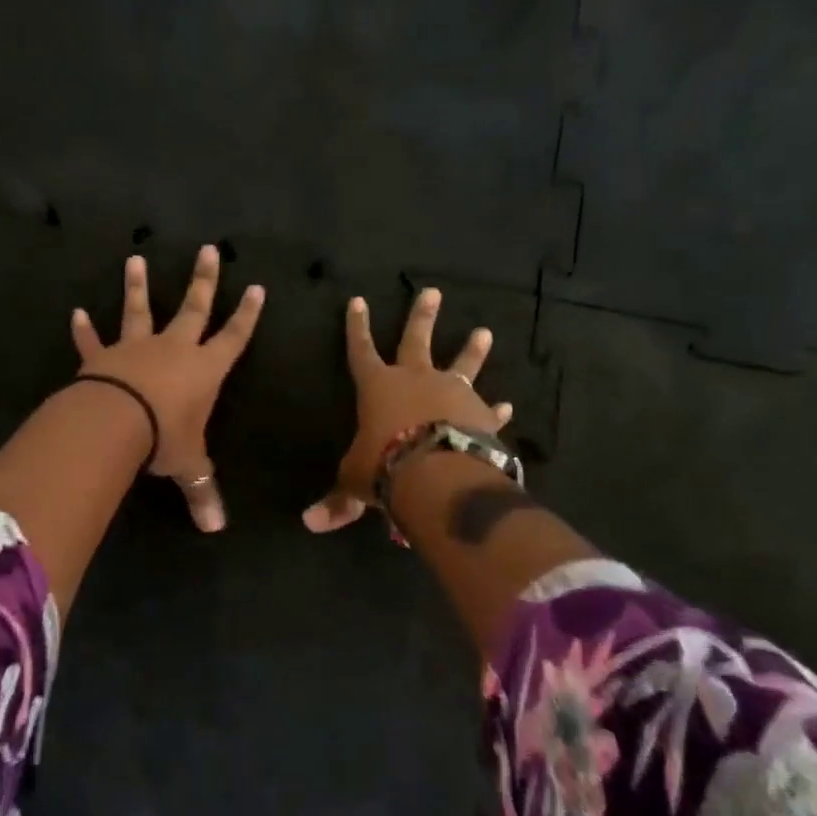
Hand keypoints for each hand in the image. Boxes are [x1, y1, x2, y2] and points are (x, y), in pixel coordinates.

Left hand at [72, 244, 265, 532]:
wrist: (116, 422)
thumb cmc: (164, 438)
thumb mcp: (188, 466)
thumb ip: (203, 492)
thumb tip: (216, 530)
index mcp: (205, 370)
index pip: (234, 337)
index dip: (247, 315)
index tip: (256, 287)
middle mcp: (174, 349)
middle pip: (194, 308)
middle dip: (203, 281)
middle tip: (208, 250)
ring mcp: (136, 347)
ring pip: (139, 310)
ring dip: (138, 286)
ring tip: (135, 258)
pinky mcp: (103, 356)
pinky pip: (93, 340)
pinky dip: (84, 329)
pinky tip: (75, 312)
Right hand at [303, 287, 514, 533]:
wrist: (440, 474)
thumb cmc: (385, 466)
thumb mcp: (355, 482)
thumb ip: (338, 500)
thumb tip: (309, 523)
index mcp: (378, 386)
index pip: (360, 349)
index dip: (356, 327)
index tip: (357, 300)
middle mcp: (416, 379)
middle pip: (416, 340)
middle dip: (422, 316)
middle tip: (432, 292)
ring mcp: (452, 392)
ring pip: (463, 364)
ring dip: (472, 349)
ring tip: (484, 331)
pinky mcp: (480, 414)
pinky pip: (488, 409)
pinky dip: (496, 409)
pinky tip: (507, 406)